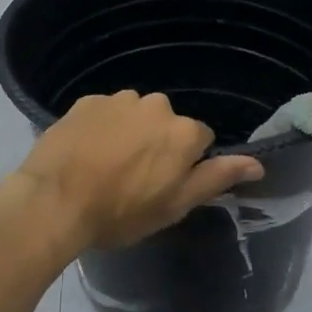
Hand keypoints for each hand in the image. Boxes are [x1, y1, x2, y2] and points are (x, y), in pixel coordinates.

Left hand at [16, 90, 263, 252]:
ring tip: (105, 165)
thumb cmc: (121, 212)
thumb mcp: (175, 205)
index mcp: (183, 132)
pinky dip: (101, 128)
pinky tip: (85, 153)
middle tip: (133, 178)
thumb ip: (217, 178)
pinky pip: (105, 112)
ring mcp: (119, 99)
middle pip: (167, 124)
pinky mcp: (86, 101)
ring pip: (135, 115)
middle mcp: (157, 105)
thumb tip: (257, 163)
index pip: (200, 140)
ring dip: (129, 133)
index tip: (164, 185)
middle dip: (157, 144)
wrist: (54, 202)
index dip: (184, 164)